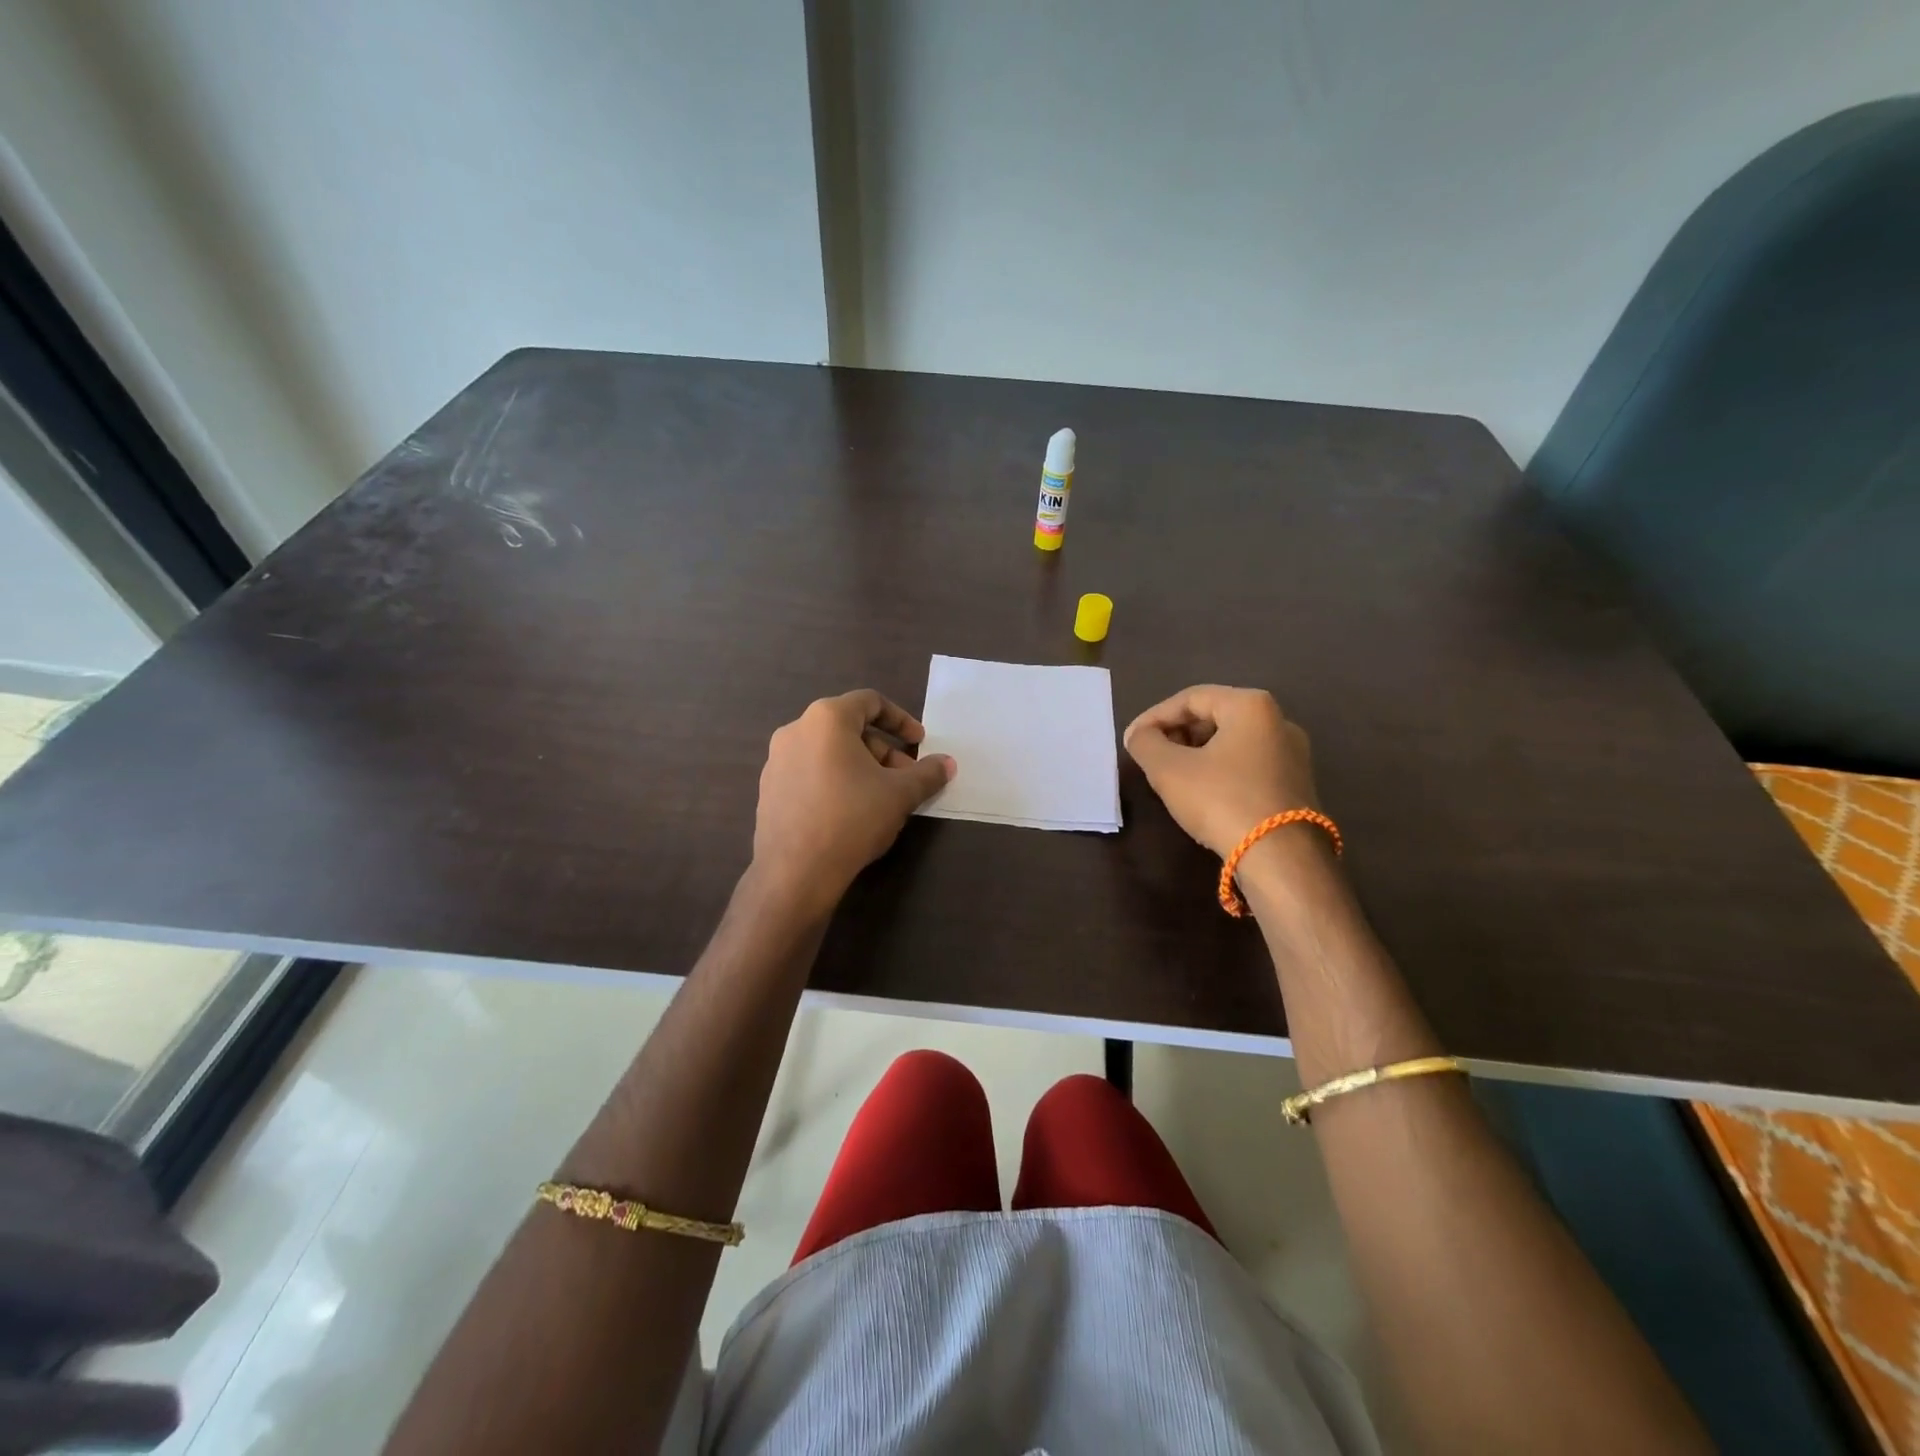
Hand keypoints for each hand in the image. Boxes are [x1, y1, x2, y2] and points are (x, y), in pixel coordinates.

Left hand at [751, 689, 955, 913]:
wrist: (796, 871)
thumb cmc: (852, 818)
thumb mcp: (900, 794)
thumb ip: (927, 774)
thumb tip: (947, 764)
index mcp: (826, 719)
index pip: (869, 702)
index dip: (901, 720)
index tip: (920, 742)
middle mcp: (795, 730)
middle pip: (849, 729)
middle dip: (884, 751)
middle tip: (907, 779)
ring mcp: (777, 761)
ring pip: (829, 753)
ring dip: (861, 768)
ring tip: (882, 799)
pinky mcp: (769, 790)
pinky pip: (810, 773)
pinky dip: (836, 781)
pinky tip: (851, 813)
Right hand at [1123, 685, 1320, 858]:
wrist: (1281, 857)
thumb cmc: (1221, 800)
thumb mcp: (1168, 769)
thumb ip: (1145, 743)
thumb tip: (1139, 735)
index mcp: (1250, 705)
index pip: (1190, 698)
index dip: (1154, 716)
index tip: (1132, 739)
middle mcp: (1279, 720)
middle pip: (1214, 716)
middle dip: (1177, 733)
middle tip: (1151, 756)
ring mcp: (1292, 754)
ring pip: (1231, 742)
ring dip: (1196, 753)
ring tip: (1171, 776)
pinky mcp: (1295, 784)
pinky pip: (1248, 765)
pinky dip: (1219, 770)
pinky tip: (1202, 794)